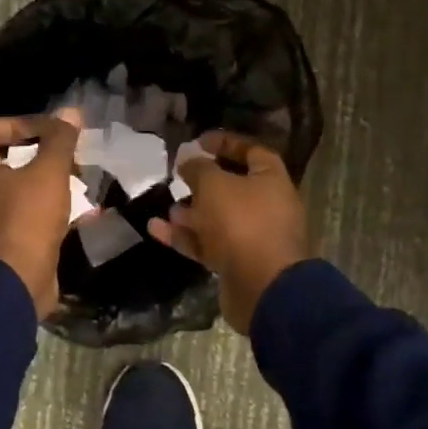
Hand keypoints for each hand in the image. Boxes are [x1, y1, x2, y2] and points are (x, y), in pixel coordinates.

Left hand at [0, 109, 81, 317]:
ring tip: (77, 185)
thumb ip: (60, 141)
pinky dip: (45, 211)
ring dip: (45, 184)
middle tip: (68, 159)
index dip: (19, 123)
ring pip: (16, 190)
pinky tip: (75, 216)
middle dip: (39, 155)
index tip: (50, 132)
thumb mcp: (49, 174)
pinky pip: (22, 217)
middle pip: (3, 159)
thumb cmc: (26, 221)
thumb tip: (70, 112)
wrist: (12, 287)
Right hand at [150, 131, 309, 333]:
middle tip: (178, 176)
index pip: (251, 152)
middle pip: (232, 187)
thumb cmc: (242, 223)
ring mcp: (252, 237)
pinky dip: (184, 236)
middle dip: (203, 182)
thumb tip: (188, 159)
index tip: (199, 141)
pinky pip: (207, 243)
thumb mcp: (215, 185)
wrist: (262, 287)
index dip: (226, 143)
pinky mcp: (236, 263)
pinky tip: (156, 229)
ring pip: (217, 218)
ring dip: (190, 212)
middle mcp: (266, 206)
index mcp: (271, 180)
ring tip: (167, 205)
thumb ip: (199, 168)